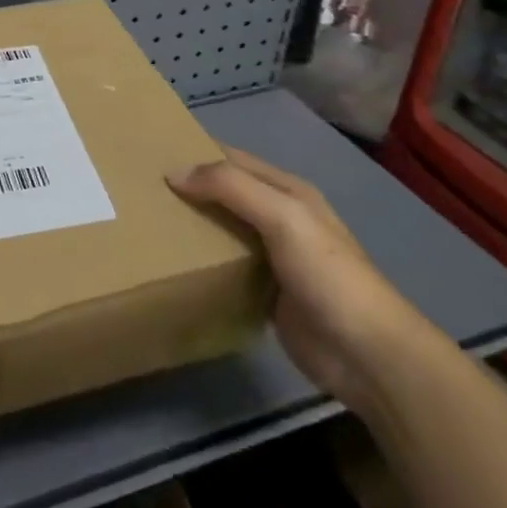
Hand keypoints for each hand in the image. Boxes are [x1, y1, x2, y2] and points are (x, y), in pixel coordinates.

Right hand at [168, 146, 436, 410]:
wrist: (368, 356)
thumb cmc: (327, 274)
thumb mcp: (282, 216)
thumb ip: (230, 187)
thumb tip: (173, 173)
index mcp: (287, 191)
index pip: (232, 158)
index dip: (195, 151)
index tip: (150, 152)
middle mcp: (278, 218)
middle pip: (224, 193)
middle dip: (187, 188)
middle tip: (138, 189)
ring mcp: (272, 257)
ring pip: (221, 230)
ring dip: (190, 225)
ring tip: (144, 222)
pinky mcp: (264, 294)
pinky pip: (224, 267)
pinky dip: (200, 261)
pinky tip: (170, 262)